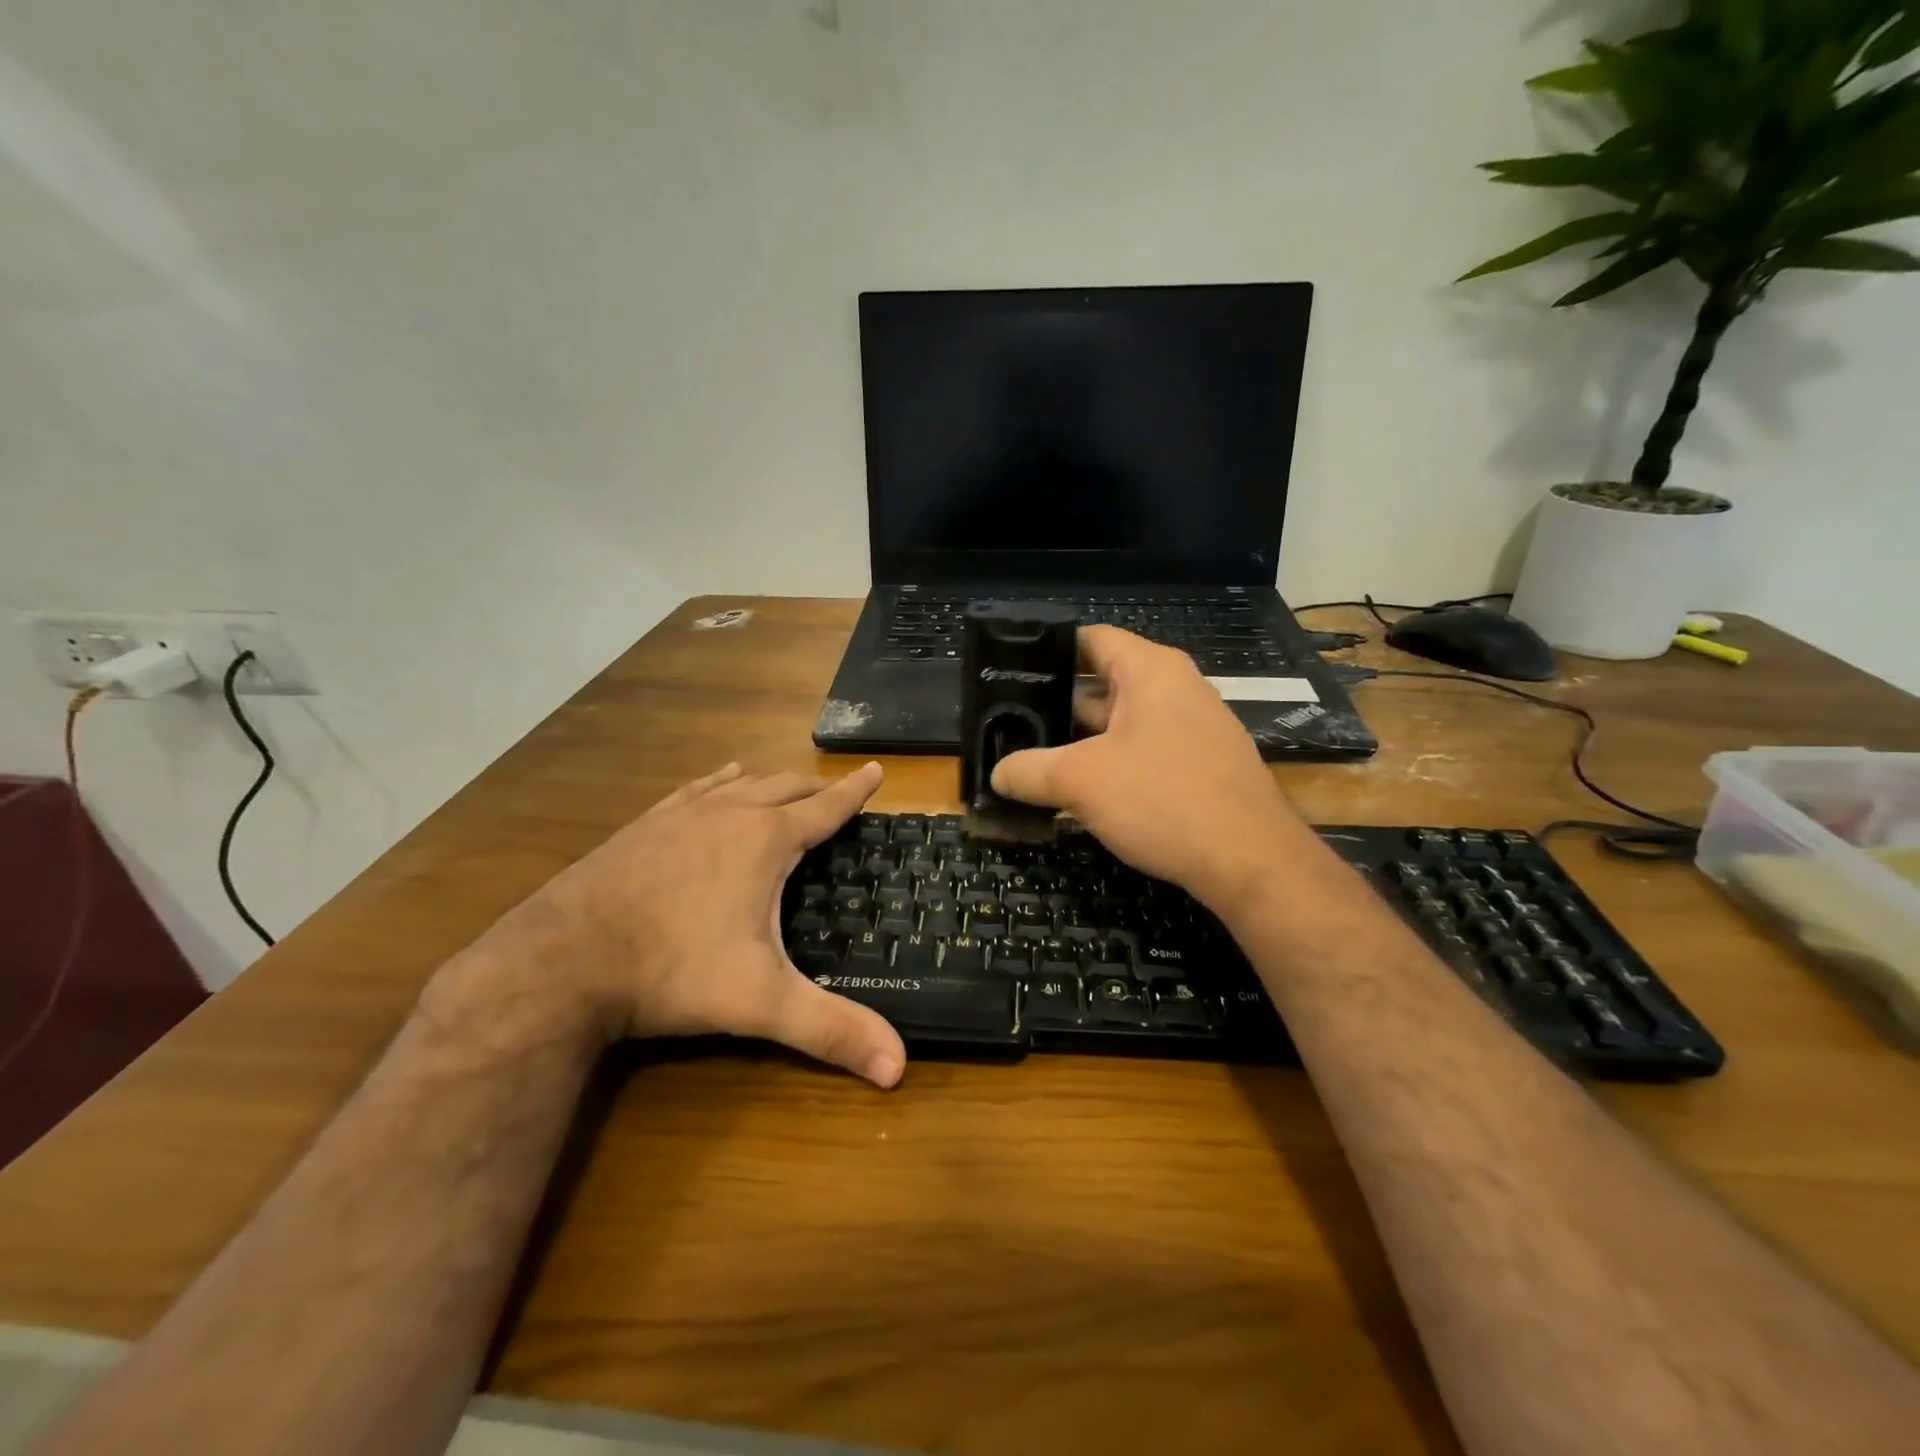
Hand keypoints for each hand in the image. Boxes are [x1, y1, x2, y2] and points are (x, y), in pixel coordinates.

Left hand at [495, 762, 905, 1087]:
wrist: (561, 961)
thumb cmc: (672, 972)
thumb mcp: (760, 1003)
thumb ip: (831, 1031)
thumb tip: (898, 1068)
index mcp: (765, 841)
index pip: (825, 807)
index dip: (855, 792)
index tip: (876, 770)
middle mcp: (728, 815)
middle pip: (784, 787)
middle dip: (815, 788)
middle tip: (834, 793)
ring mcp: (680, 816)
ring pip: (739, 783)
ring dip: (770, 783)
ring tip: (784, 784)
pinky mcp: (643, 825)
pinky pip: (694, 790)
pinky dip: (718, 782)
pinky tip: (718, 782)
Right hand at [990, 627, 1305, 912]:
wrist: (1251, 861)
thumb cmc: (1163, 799)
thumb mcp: (1081, 782)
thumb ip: (1029, 771)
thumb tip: (997, 774)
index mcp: (1150, 671)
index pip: (1090, 639)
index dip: (1047, 650)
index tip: (1009, 670)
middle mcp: (1175, 689)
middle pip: (1101, 683)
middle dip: (1056, 706)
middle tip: (1008, 724)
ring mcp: (1192, 729)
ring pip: (1120, 724)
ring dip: (1079, 742)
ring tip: (1032, 760)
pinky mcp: (1200, 766)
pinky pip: (1143, 753)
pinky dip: (1110, 765)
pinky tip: (1079, 793)